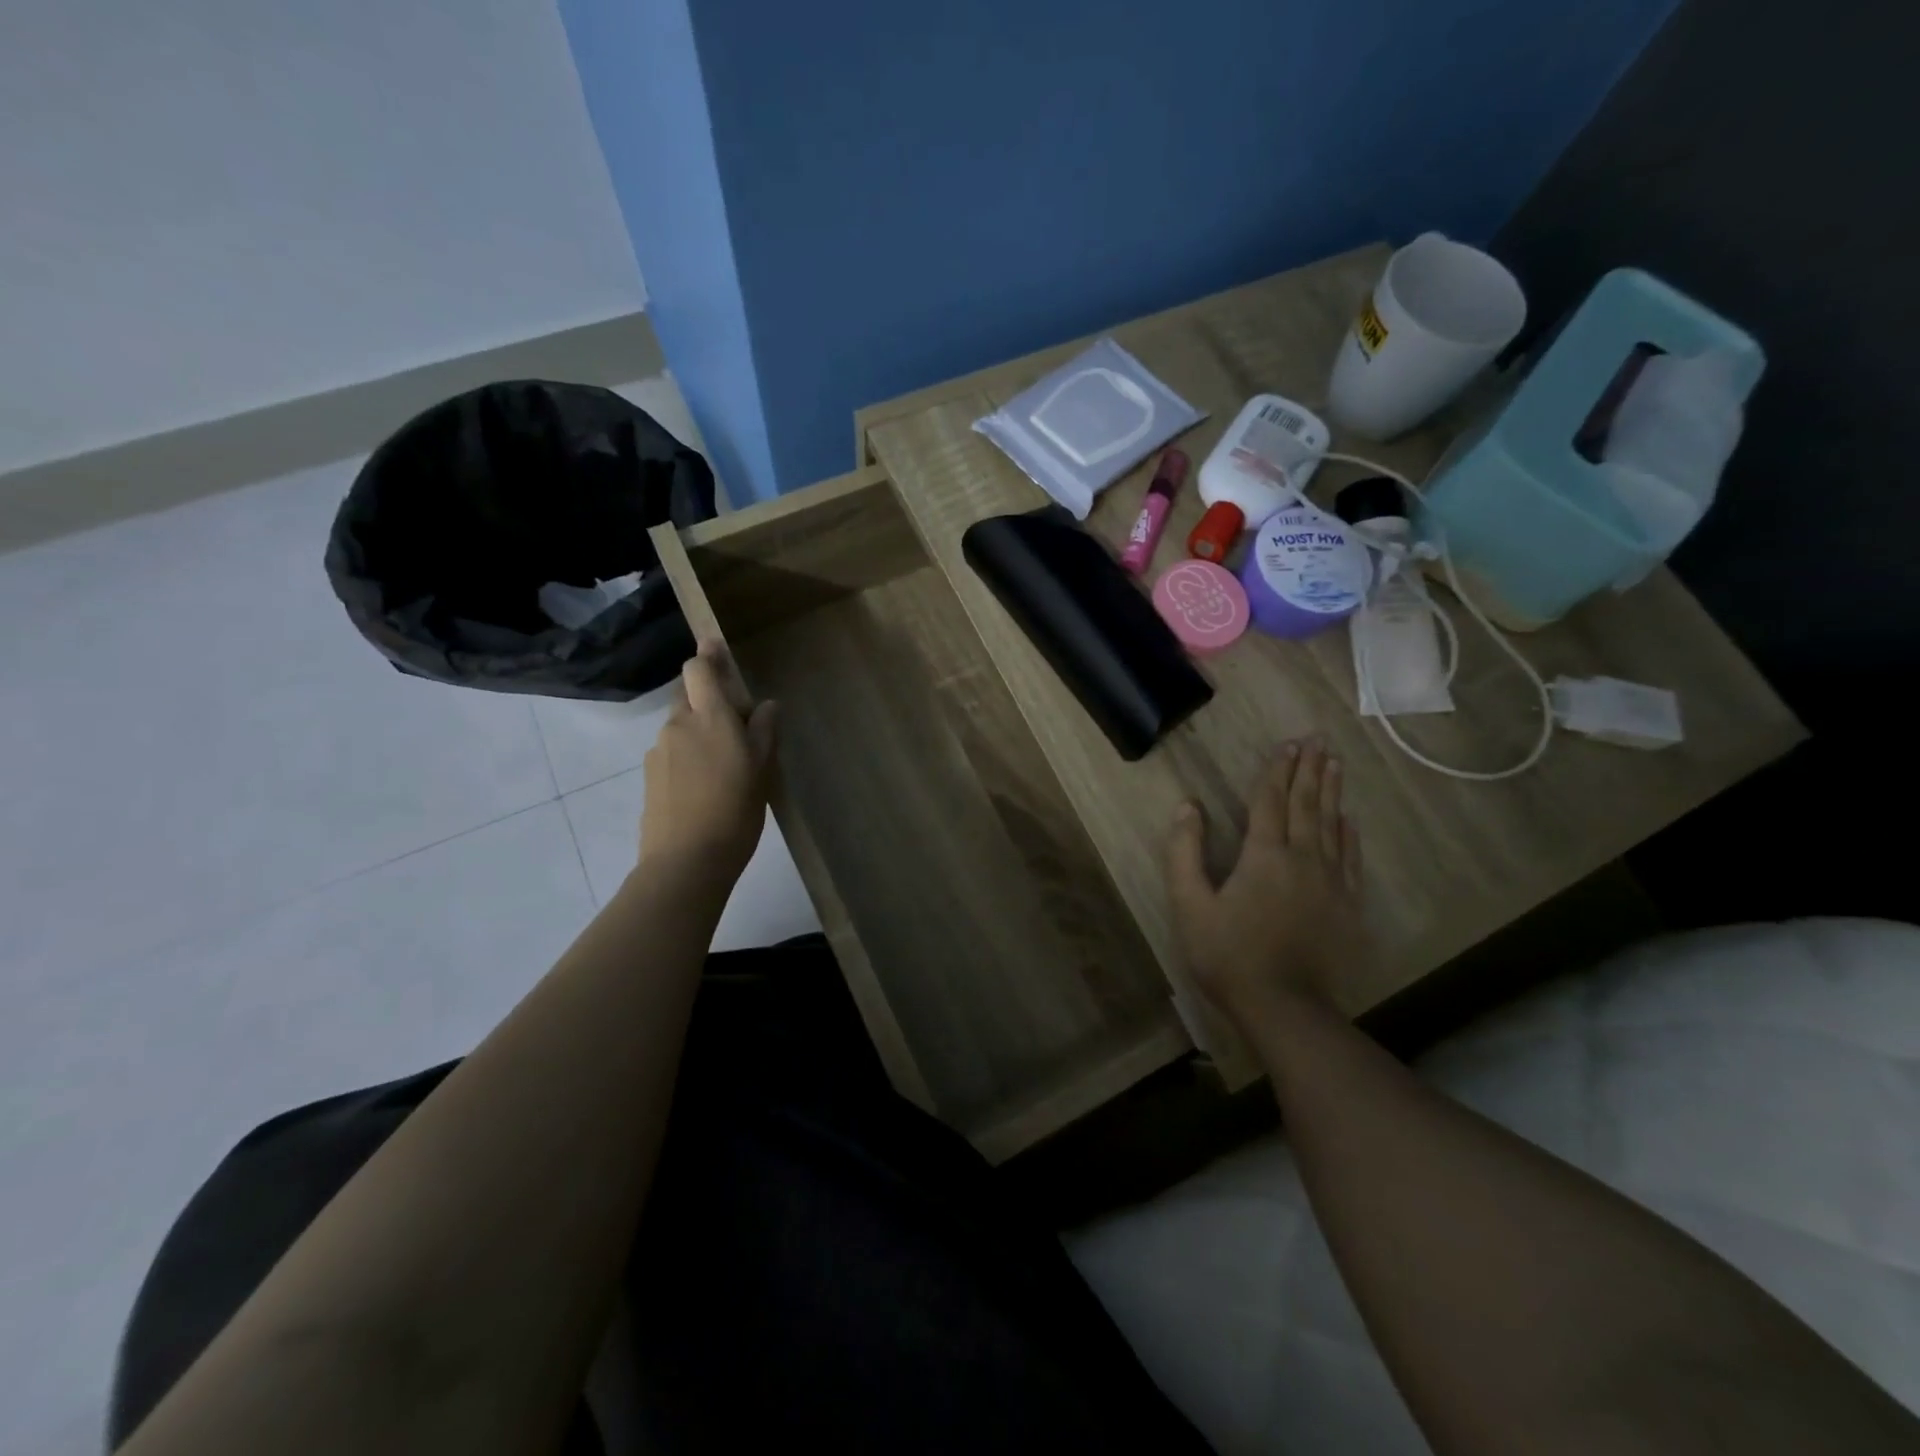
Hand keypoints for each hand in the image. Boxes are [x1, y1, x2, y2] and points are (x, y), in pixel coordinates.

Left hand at [637, 640, 777, 886]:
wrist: (686, 861)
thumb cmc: (735, 810)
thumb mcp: (763, 769)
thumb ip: (765, 731)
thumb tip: (766, 705)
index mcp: (709, 717)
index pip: (698, 670)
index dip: (707, 655)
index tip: (716, 648)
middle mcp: (678, 725)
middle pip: (690, 697)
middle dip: (711, 702)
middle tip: (739, 728)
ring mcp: (658, 751)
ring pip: (681, 727)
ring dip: (700, 732)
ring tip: (725, 766)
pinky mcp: (649, 777)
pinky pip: (673, 752)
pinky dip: (688, 757)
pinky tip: (705, 787)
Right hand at [1164, 739, 1368, 1036]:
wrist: (1286, 1007)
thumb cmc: (1228, 954)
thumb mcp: (1189, 904)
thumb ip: (1184, 852)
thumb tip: (1187, 807)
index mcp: (1263, 854)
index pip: (1270, 801)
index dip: (1276, 771)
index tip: (1287, 744)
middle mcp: (1302, 858)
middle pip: (1307, 804)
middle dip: (1310, 770)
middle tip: (1318, 740)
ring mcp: (1330, 881)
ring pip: (1333, 825)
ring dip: (1332, 792)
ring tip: (1335, 764)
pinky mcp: (1347, 905)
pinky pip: (1351, 858)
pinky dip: (1350, 833)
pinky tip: (1350, 820)